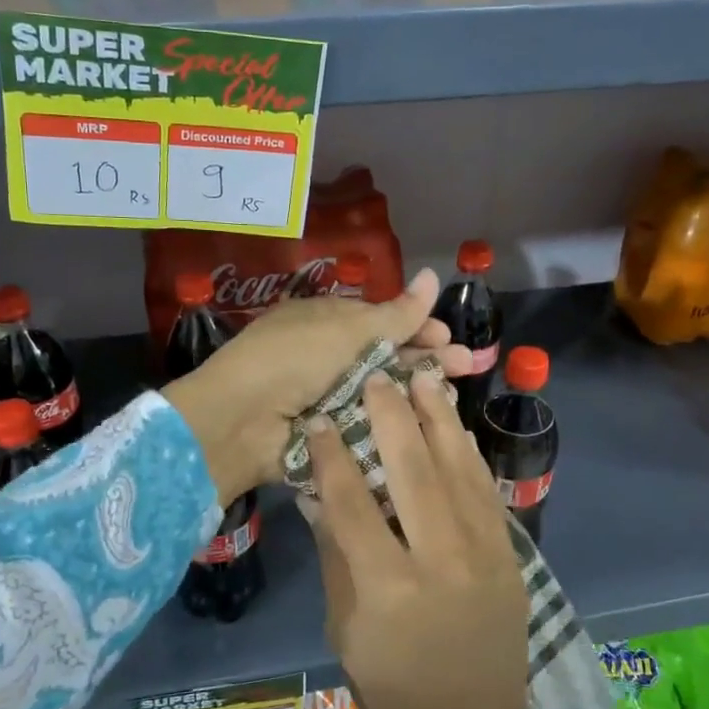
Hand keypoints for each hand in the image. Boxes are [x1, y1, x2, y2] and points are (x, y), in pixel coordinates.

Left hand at [163, 270, 471, 502]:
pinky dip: (395, 421)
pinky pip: (370, 423)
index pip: (382, 321)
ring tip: (452, 394)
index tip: (448, 336)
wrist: (242, 421)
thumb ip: (395, 313)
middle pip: (387, 356)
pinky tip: (426, 424)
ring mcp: (329, 396)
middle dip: (427, 358)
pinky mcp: (331, 433)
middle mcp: (330, 357)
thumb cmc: (293, 360)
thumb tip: (432, 275)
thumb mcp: (346, 330)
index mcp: (328, 322)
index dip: (417, 326)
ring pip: (382, 391)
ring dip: (416, 390)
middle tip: (466, 366)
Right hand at [306, 368, 528, 708]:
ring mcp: (485, 556)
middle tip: (377, 377)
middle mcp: (441, 561)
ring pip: (460, 471)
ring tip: (423, 379)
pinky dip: (469, 454)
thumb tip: (320, 493)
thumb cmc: (393, 689)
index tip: (323, 419)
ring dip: (440, 420)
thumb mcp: (346, 629)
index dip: (334, 456)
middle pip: (414, 472)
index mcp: (389, 588)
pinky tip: (455, 426)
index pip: (353, 504)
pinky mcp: (511, 557)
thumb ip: (337, 555)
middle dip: (393, 418)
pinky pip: (487, 492)